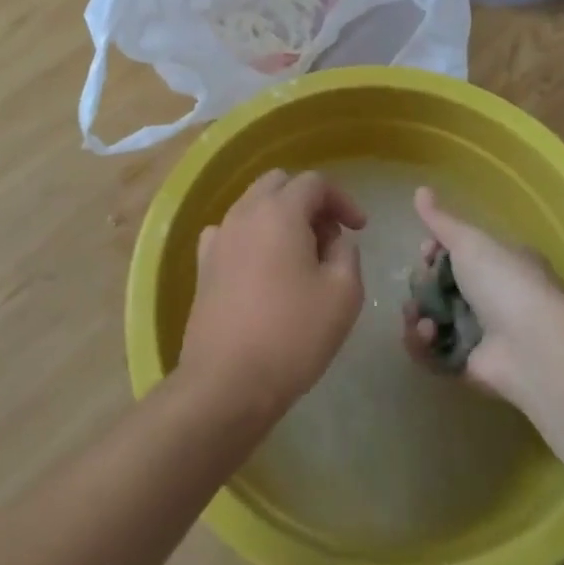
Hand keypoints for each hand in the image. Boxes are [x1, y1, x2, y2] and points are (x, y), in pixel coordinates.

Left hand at [176, 170, 365, 421]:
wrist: (227, 382)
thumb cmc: (293, 334)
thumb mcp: (343, 293)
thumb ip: (346, 253)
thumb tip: (333, 241)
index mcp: (280, 212)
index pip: (314, 182)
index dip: (342, 199)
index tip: (360, 229)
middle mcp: (244, 213)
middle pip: (279, 184)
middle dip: (309, 201)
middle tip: (329, 237)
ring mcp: (219, 238)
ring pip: (253, 205)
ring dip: (280, 217)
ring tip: (300, 256)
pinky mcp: (203, 265)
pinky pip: (230, 232)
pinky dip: (252, 237)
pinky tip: (262, 267)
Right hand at [403, 186, 563, 400]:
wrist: (533, 346)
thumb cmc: (504, 282)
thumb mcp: (470, 242)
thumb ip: (441, 221)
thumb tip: (419, 189)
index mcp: (498, 263)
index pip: (457, 254)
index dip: (435, 253)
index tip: (426, 251)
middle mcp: (491, 297)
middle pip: (440, 288)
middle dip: (422, 285)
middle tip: (420, 285)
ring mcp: (480, 334)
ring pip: (433, 319)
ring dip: (418, 314)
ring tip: (419, 316)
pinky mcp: (468, 366)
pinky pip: (433, 353)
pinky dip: (422, 343)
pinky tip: (425, 334)